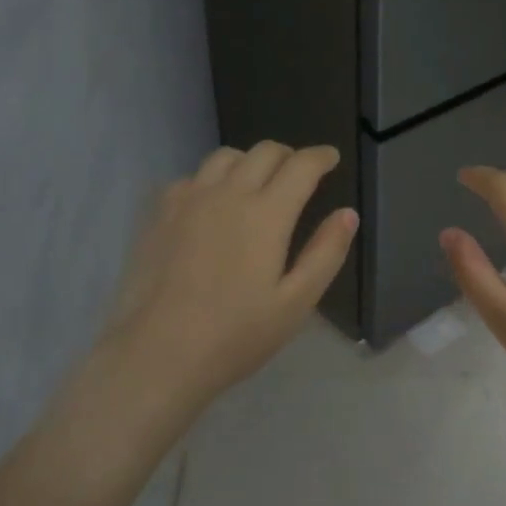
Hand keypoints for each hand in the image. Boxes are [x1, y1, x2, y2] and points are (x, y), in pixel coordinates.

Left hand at [98, 142, 357, 415]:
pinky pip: (193, 177)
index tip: (331, 157)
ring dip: (250, 161)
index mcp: (267, 214)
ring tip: (257, 182)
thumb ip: (325, 253)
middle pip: (264, 152)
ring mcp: (189, 199)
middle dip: (289, 155)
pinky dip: (212, 179)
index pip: (301, 166)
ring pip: (225, 157)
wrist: (157, 354)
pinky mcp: (160, 213)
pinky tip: (212, 204)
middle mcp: (228, 193)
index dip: (320, 157)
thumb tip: (348, 213)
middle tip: (299, 173)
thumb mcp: (295, 303)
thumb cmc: (235, 335)